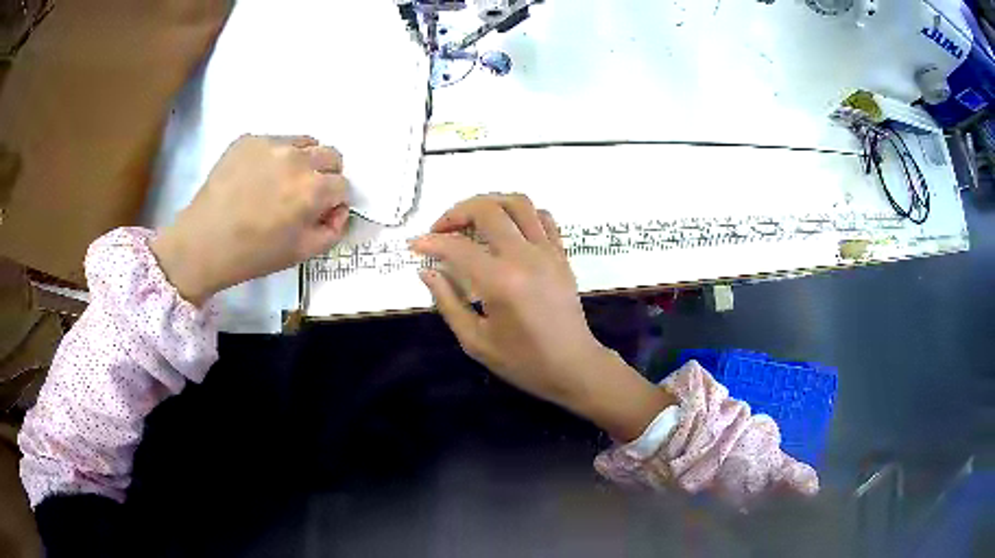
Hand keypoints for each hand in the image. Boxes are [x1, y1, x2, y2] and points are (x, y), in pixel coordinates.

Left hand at [151, 135, 349, 304]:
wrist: (203, 242)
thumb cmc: (253, 254)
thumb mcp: (302, 253)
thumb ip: (333, 230)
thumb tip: (338, 209)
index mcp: (314, 189)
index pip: (343, 185)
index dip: (334, 202)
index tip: (319, 214)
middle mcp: (298, 158)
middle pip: (331, 155)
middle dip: (326, 175)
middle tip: (304, 195)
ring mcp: (271, 144)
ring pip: (305, 142)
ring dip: (303, 161)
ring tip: (280, 182)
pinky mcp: (249, 139)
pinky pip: (275, 141)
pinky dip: (274, 157)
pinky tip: (255, 178)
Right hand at [410, 194, 673, 440]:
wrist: (573, 366)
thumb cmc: (523, 361)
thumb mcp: (475, 341)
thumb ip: (447, 302)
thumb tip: (427, 271)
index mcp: (500, 282)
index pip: (457, 247)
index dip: (430, 242)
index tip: (415, 245)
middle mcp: (525, 257)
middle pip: (488, 209)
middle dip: (457, 212)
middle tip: (441, 230)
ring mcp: (548, 252)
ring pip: (518, 203)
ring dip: (489, 203)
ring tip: (471, 221)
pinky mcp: (562, 254)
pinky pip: (542, 217)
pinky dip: (520, 214)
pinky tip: (506, 229)